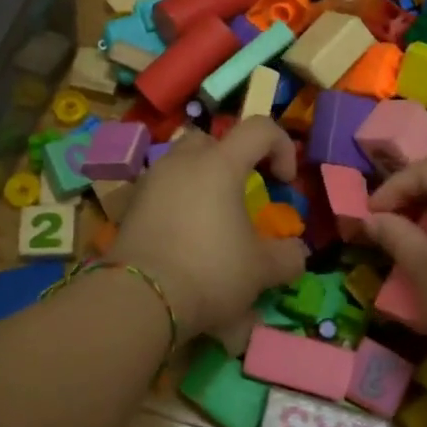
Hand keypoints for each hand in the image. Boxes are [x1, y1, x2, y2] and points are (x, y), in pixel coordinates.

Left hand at [109, 118, 308, 339]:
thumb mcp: (261, 270)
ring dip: (202, 179)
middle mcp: (183, 162)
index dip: (281, 146)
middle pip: (213, 140)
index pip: (259, 128)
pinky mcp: (131, 205)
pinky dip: (178, 202)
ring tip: (213, 217)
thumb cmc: (209, 272)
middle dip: (234, 159)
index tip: (284, 183)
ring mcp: (152, 181)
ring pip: (182, 162)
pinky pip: (162, 189)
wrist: (140, 299)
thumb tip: (295, 253)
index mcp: (219, 164)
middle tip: (243, 193)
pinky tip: (185, 236)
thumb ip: (287, 257)